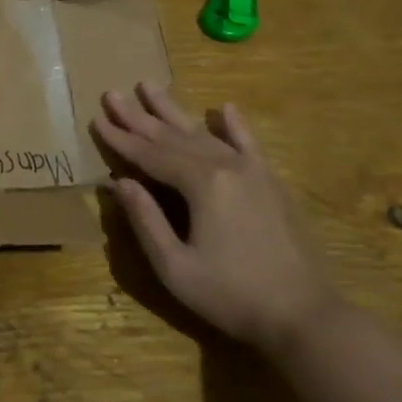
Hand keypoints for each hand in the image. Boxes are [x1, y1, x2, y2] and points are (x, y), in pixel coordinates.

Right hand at [91, 82, 341, 355]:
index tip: (96, 117)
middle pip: (172, 136)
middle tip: (112, 93)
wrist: (305, 316)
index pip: (150, 154)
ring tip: (149, 85)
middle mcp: (225, 166)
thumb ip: (145, 219)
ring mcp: (252, 171)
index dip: (121, 139)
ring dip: (173, 110)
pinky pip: (248, 144)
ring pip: (203, 133)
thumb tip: (118, 182)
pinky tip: (224, 108)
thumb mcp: (175, 266)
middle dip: (139, 116)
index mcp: (200, 184)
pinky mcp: (270, 183)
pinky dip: (234, 125)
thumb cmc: (232, 295)